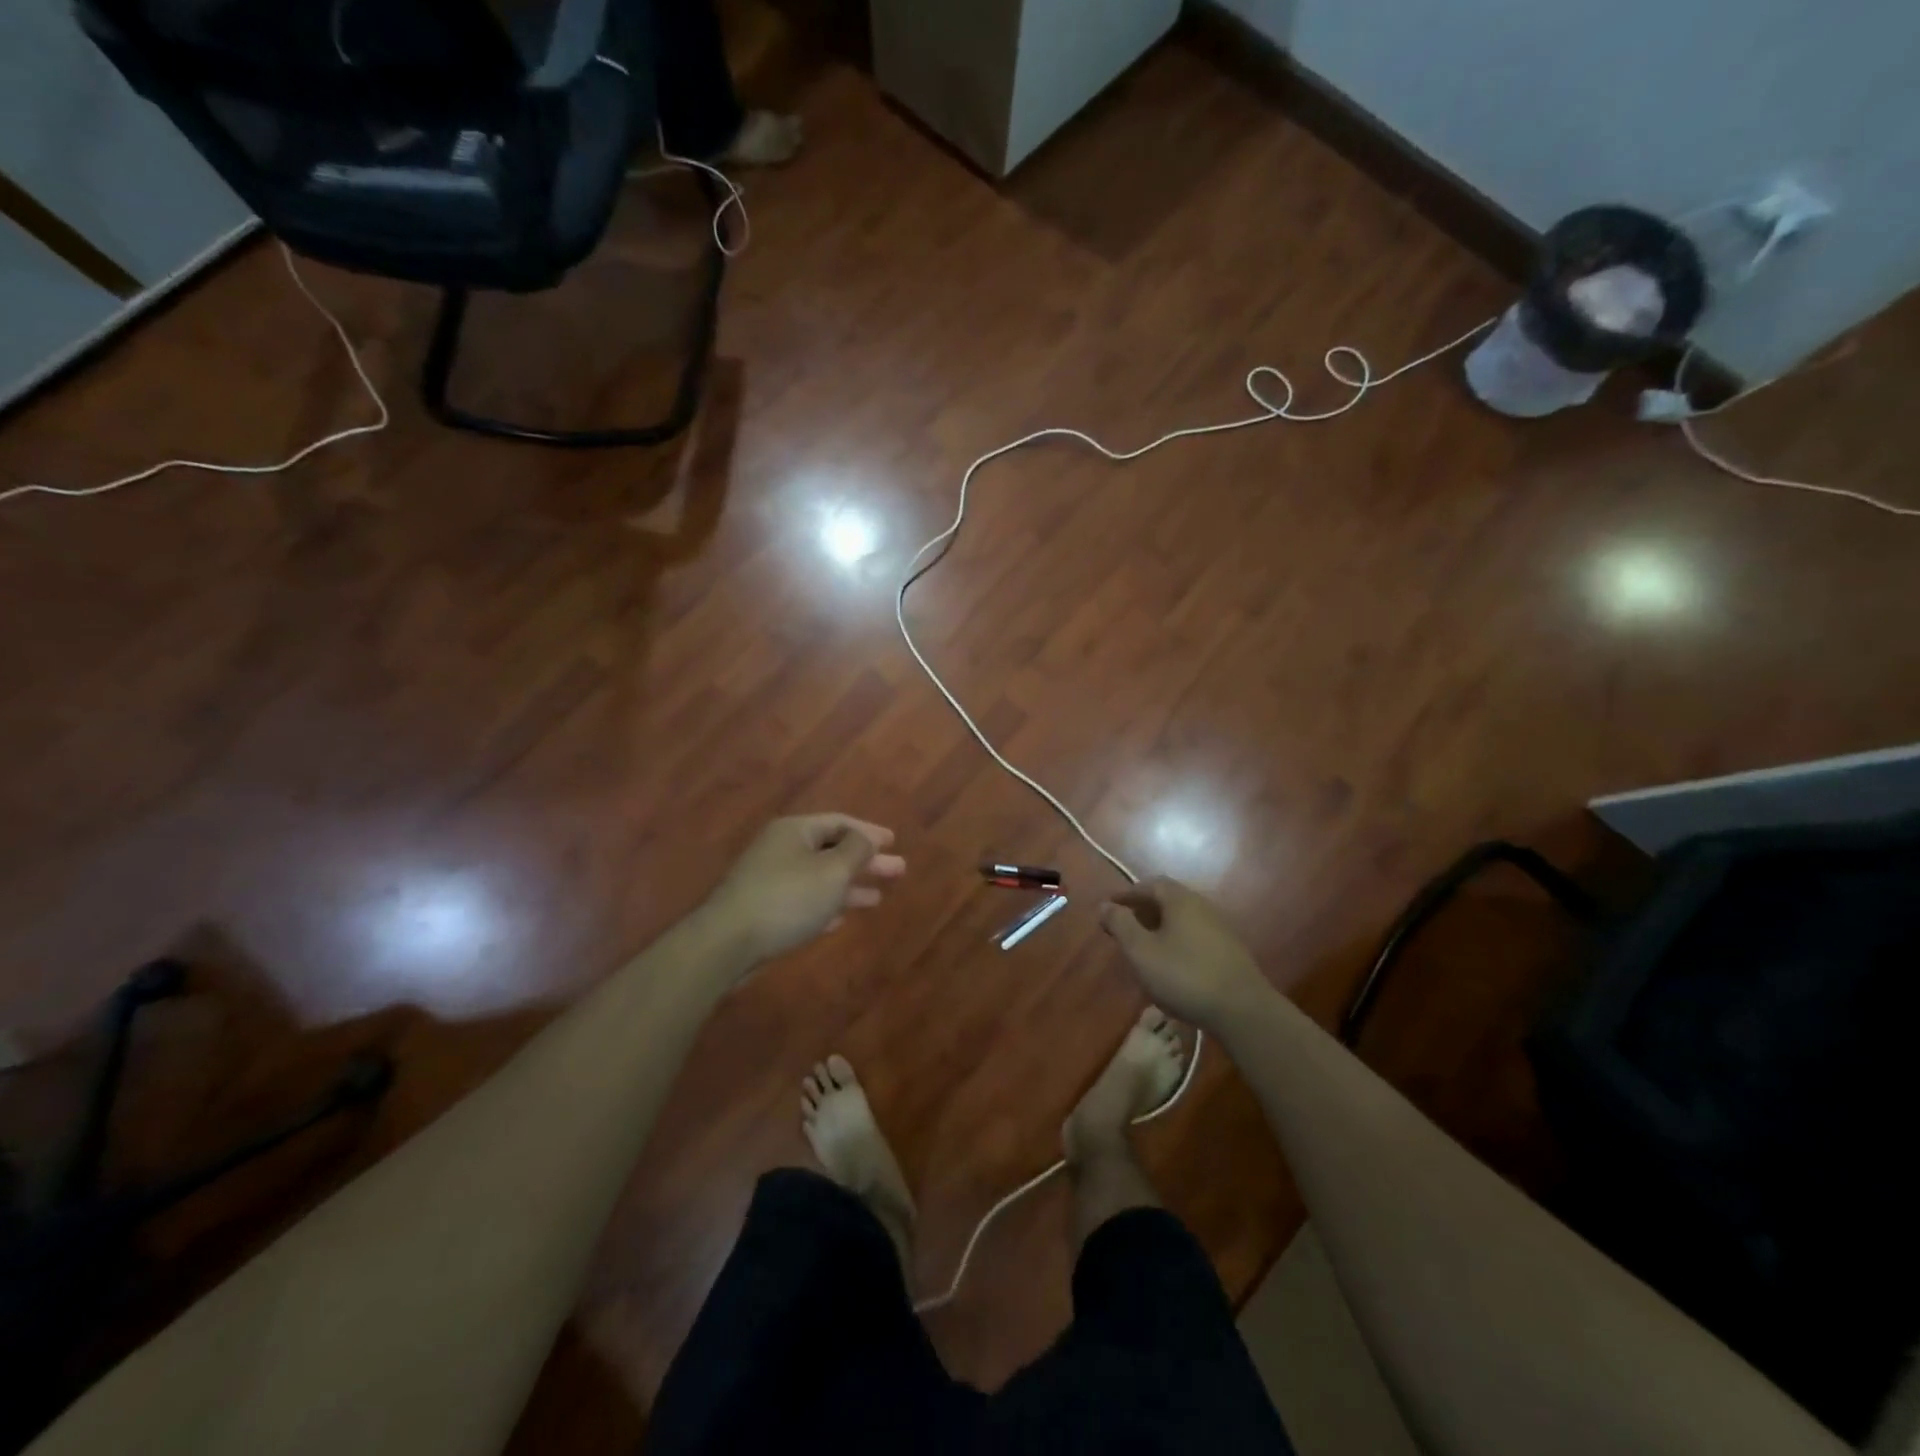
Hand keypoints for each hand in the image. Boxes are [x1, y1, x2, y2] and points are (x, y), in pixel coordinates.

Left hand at [703, 814, 906, 963]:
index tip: (894, 843)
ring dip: (849, 886)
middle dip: (865, 861)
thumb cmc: (788, 898)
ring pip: (819, 877)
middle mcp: (781, 849)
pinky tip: (841, 918)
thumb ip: (857, 850)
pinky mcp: (763, 909)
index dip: (869, 832)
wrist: (727, 943)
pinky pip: (804, 900)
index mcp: (795, 831)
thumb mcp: (832, 870)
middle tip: (898, 871)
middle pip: (832, 850)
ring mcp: (770, 879)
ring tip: (877, 898)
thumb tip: (867, 837)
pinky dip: (826, 904)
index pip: (840, 822)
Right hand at [1098, 876, 1266, 1030]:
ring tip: (1144, 946)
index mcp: (1180, 900)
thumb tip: (1104, 905)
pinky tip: (1171, 963)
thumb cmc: (1184, 975)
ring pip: (1183, 919)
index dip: (1127, 894)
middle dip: (1143, 910)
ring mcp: (1220, 928)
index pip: (1150, 884)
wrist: (1242, 1010)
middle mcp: (1202, 906)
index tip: (1110, 907)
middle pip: (1168, 899)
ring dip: (1161, 926)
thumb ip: (1120, 925)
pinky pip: (1195, 935)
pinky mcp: (1230, 951)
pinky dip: (1177, 940)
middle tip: (1124, 926)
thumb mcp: (1141, 951)